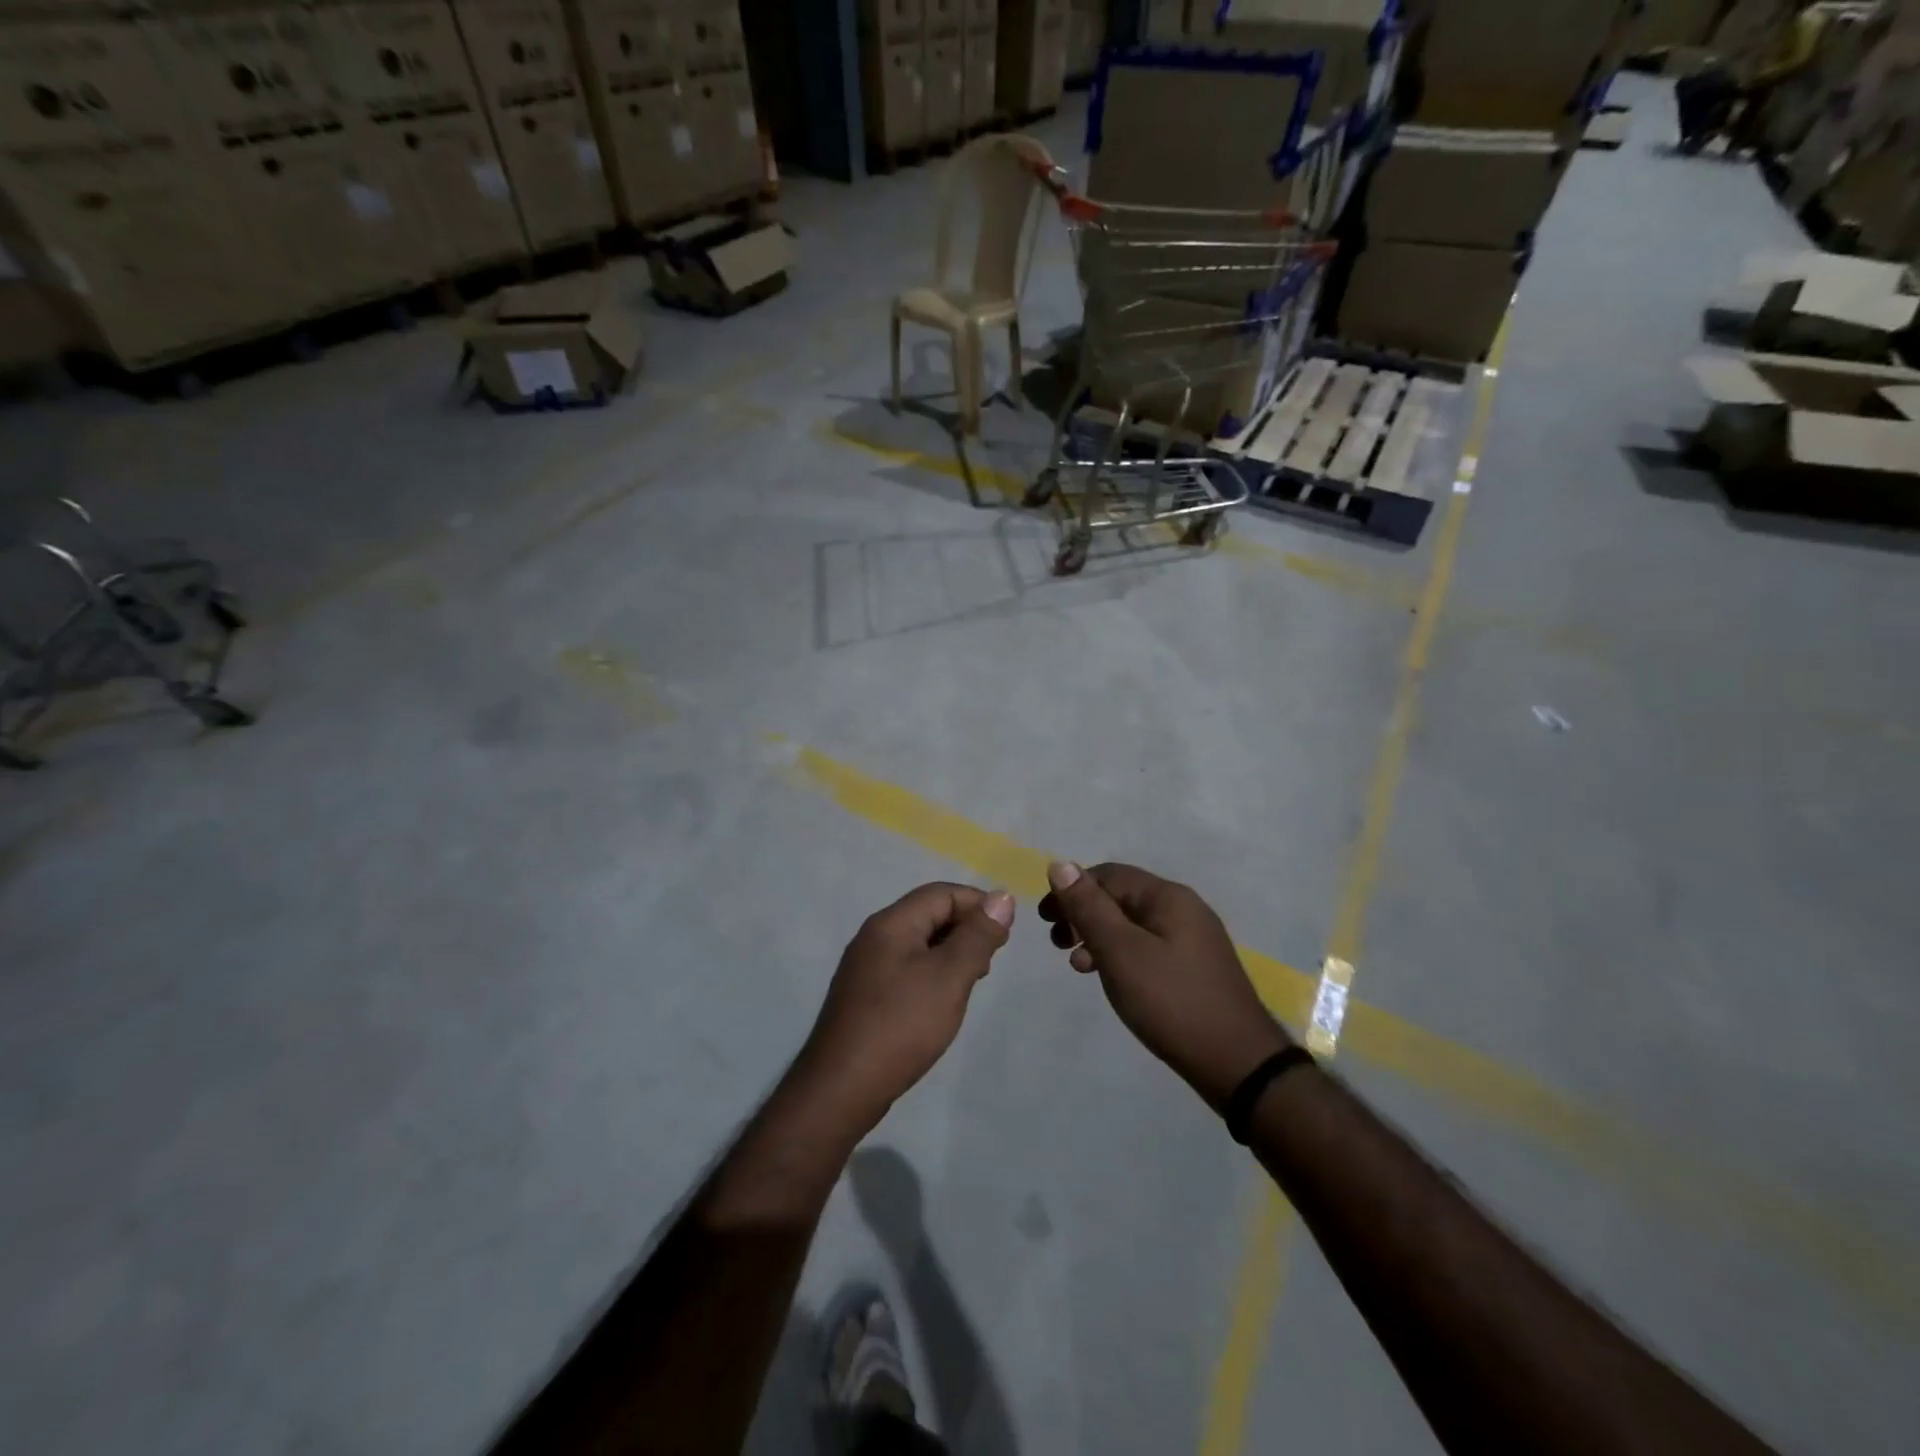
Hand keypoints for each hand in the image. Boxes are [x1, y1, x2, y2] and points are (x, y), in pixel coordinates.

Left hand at [794, 882, 1014, 1130]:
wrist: (841, 1087)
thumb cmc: (901, 1025)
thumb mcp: (949, 977)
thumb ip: (977, 936)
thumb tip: (1002, 897)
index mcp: (891, 923)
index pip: (941, 893)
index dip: (978, 904)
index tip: (1006, 934)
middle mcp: (874, 936)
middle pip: (928, 914)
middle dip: (966, 928)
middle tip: (992, 959)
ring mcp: (866, 967)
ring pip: (918, 943)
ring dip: (951, 952)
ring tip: (974, 979)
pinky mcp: (865, 995)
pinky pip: (906, 968)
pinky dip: (933, 973)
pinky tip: (944, 1000)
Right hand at [1039, 861, 1291, 1111]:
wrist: (1238, 1063)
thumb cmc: (1171, 1001)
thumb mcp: (1121, 952)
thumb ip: (1089, 908)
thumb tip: (1060, 865)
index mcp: (1167, 897)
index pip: (1108, 875)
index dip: (1071, 890)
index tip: (1044, 920)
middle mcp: (1183, 908)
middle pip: (1121, 897)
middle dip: (1083, 914)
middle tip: (1057, 943)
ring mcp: (1192, 939)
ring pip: (1133, 924)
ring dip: (1099, 937)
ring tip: (1078, 966)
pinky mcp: (1194, 967)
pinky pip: (1147, 946)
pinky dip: (1121, 955)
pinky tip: (1110, 978)